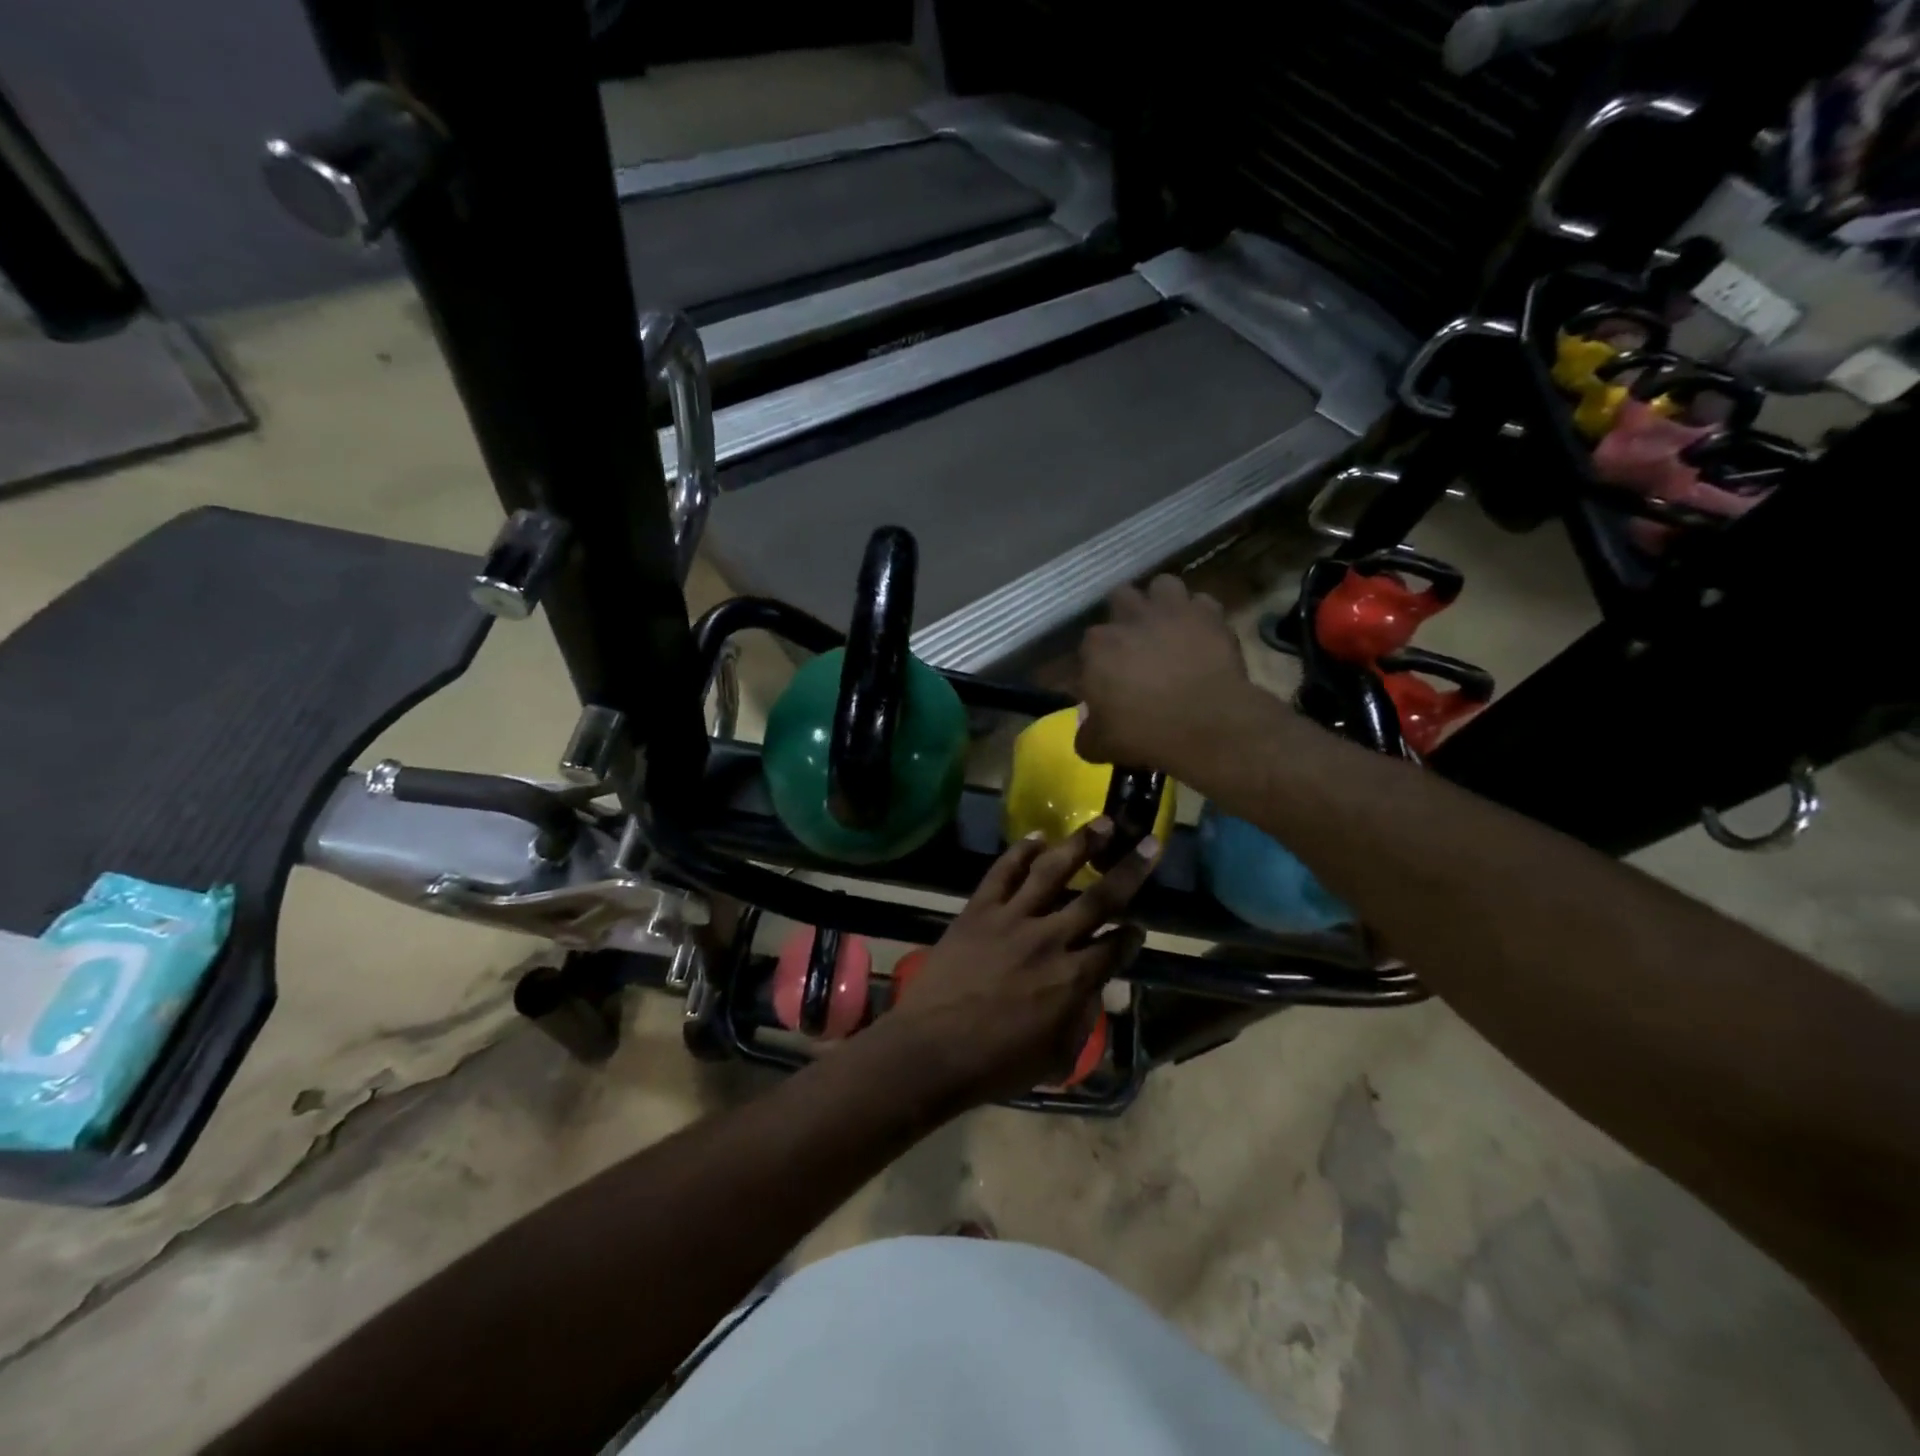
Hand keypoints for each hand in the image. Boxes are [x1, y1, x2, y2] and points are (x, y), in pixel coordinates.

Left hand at [880, 819, 1155, 1106]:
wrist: (931, 1050)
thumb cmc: (996, 1064)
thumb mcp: (1055, 1056)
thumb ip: (1081, 1019)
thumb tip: (1092, 989)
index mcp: (1073, 979)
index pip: (1115, 946)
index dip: (1132, 935)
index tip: (1139, 927)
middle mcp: (1050, 939)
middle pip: (1099, 898)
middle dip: (1130, 870)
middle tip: (1149, 843)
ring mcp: (1012, 919)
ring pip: (1053, 872)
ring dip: (1080, 844)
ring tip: (1103, 822)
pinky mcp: (978, 909)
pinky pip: (1002, 872)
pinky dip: (1021, 851)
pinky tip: (1038, 836)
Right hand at [1075, 575, 1271, 776]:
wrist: (1209, 725)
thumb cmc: (1146, 733)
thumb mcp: (1101, 746)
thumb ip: (1086, 734)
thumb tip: (1086, 731)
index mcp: (1098, 647)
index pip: (1087, 646)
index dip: (1097, 662)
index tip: (1106, 681)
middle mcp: (1130, 618)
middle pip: (1120, 598)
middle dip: (1125, 616)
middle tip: (1134, 643)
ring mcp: (1172, 610)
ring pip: (1162, 586)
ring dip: (1162, 602)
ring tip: (1168, 625)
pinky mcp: (1209, 615)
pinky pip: (1201, 603)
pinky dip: (1199, 616)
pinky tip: (1200, 634)